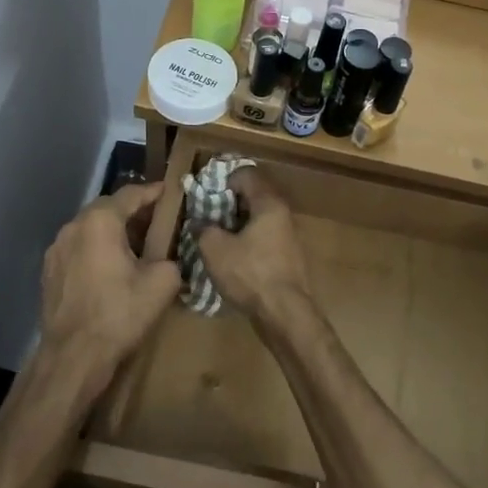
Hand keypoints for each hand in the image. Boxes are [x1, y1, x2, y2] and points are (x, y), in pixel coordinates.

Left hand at [35, 181, 180, 408]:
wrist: (73, 356)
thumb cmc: (119, 313)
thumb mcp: (162, 284)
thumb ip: (171, 259)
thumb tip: (170, 258)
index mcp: (100, 221)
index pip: (131, 194)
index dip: (154, 192)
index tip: (171, 191)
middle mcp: (73, 226)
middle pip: (107, 208)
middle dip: (133, 211)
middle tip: (158, 220)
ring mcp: (56, 249)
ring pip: (90, 229)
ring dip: (113, 231)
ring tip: (137, 245)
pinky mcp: (49, 272)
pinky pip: (79, 249)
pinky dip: (97, 250)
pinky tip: (112, 268)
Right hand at [195, 168, 312, 320]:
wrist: (284, 313)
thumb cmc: (249, 273)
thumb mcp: (214, 249)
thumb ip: (203, 229)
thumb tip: (199, 222)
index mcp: (268, 204)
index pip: (246, 174)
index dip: (223, 178)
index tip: (204, 191)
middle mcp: (283, 214)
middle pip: (253, 196)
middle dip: (227, 202)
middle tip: (204, 213)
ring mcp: (288, 236)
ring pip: (258, 219)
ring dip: (236, 223)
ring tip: (213, 235)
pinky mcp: (287, 257)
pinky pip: (263, 238)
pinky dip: (246, 240)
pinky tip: (230, 255)